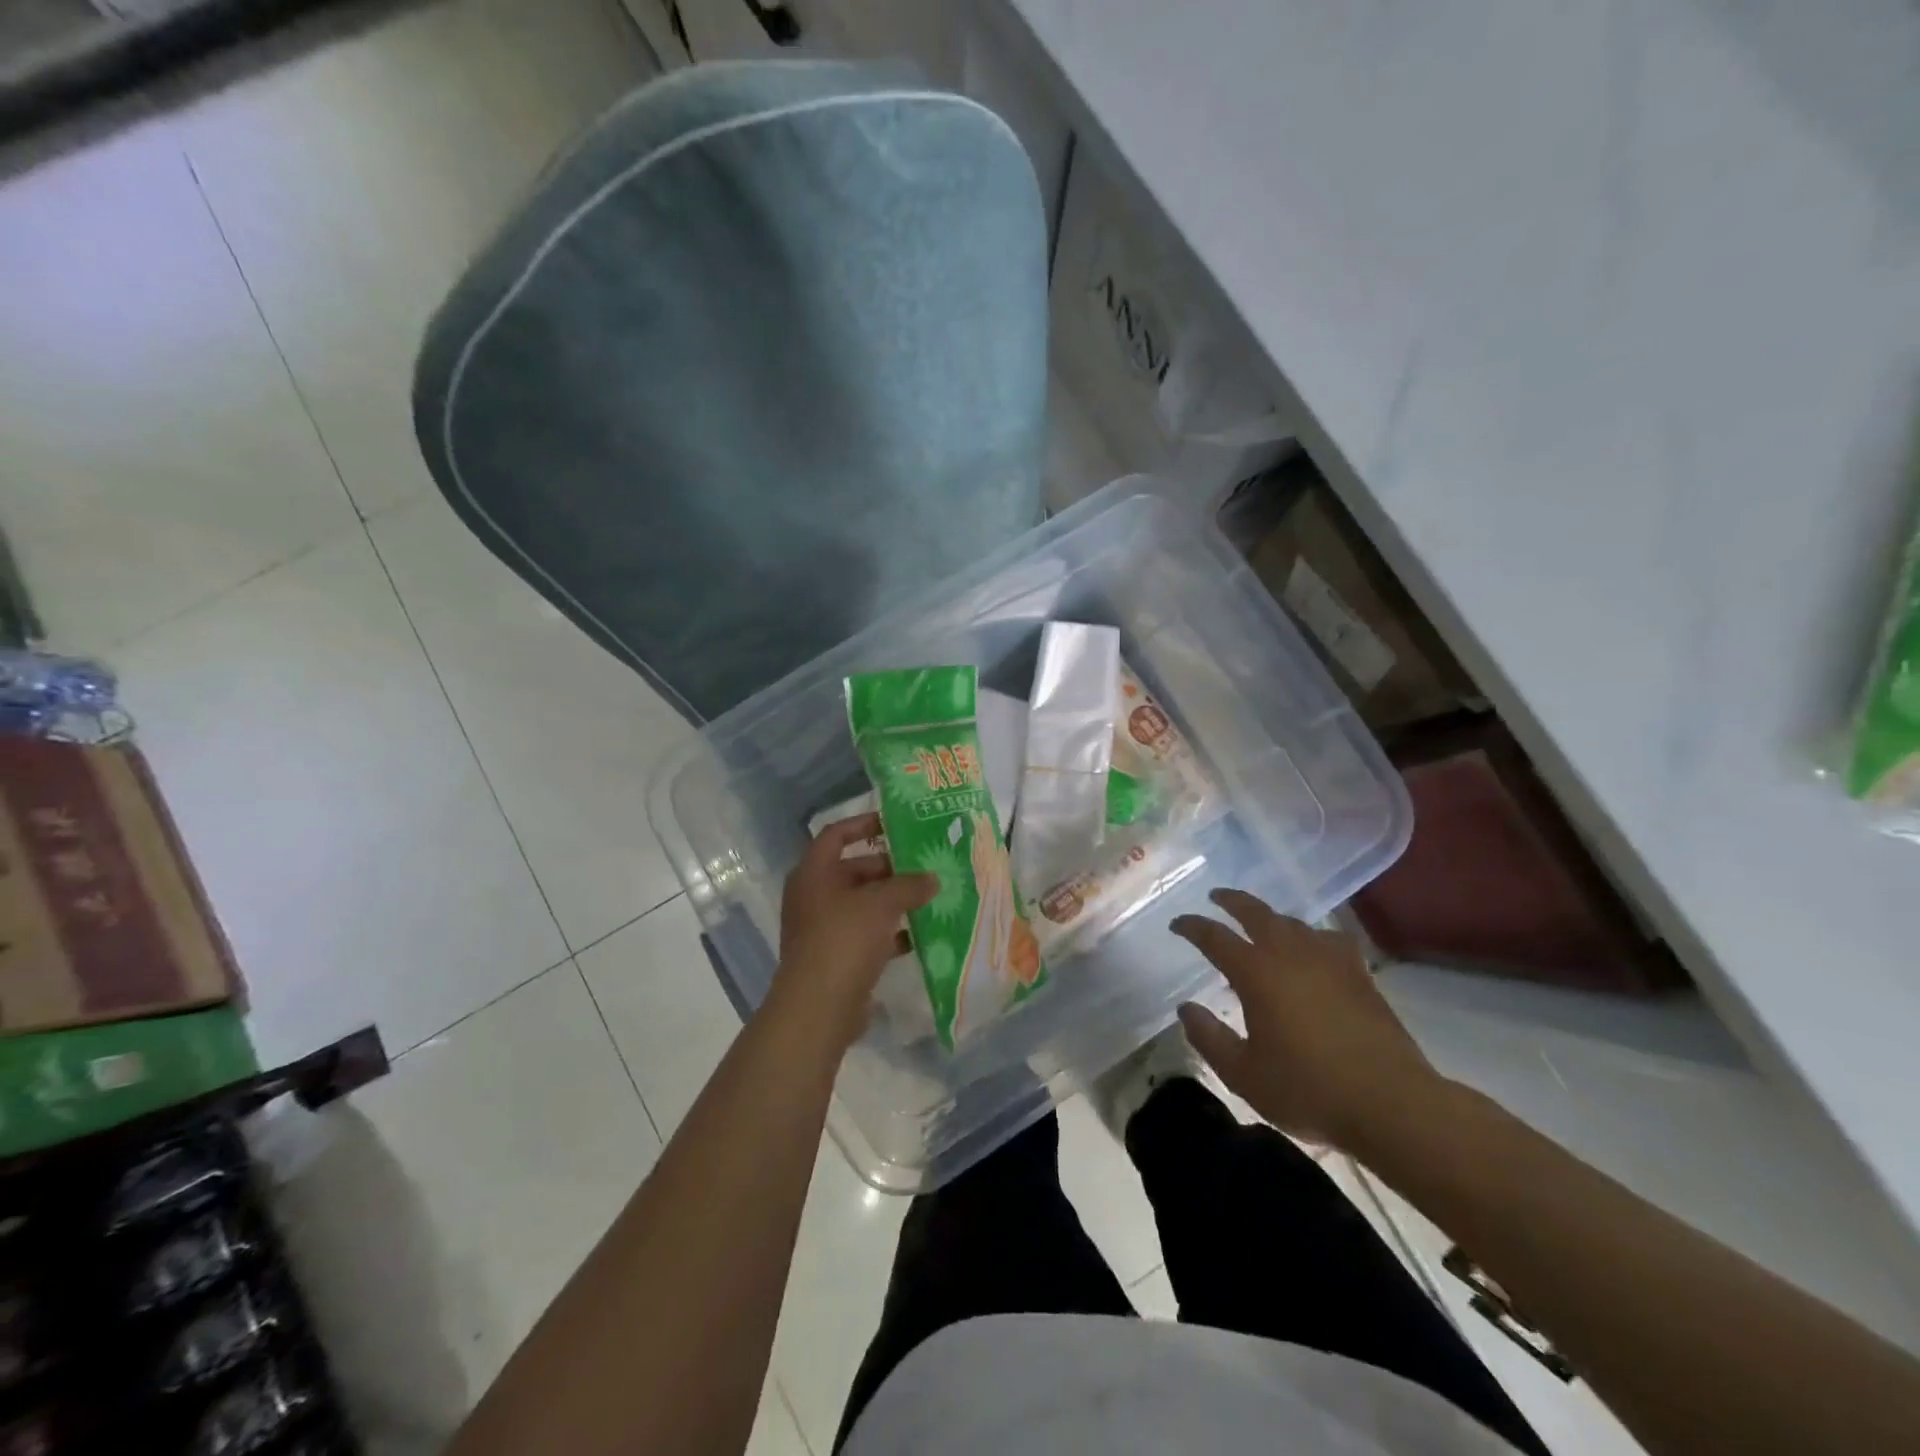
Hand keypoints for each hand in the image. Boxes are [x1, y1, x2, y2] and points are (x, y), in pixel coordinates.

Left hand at [771, 813, 936, 1048]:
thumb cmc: (844, 939)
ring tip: (930, 897)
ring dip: (894, 902)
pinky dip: (891, 933)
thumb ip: (909, 885)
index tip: (895, 823)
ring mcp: (823, 928)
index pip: (836, 835)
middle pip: (854, 870)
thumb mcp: (881, 904)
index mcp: (814, 873)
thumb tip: (932, 878)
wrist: (818, 1007)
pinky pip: (866, 935)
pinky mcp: (836, 957)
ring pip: (863, 904)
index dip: (863, 824)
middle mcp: (814, 896)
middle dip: (890, 868)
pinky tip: (921, 935)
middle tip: (925, 866)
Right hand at [1172, 888, 1444, 1148]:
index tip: (1177, 924)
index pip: (1214, 937)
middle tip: (1216, 898)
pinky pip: (1329, 939)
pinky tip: (1314, 949)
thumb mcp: (1244, 1074)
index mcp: (1255, 972)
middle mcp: (1289, 954)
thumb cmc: (1308, 1089)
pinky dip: (1313, 936)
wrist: (1391, 1103)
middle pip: (1255, 912)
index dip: (1192, 927)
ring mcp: (1328, 960)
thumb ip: (1209, 1038)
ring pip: (1292, 922)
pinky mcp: (1359, 974)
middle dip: (1231, 901)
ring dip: (1270, 917)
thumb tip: (1187, 1009)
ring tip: (1261, 924)